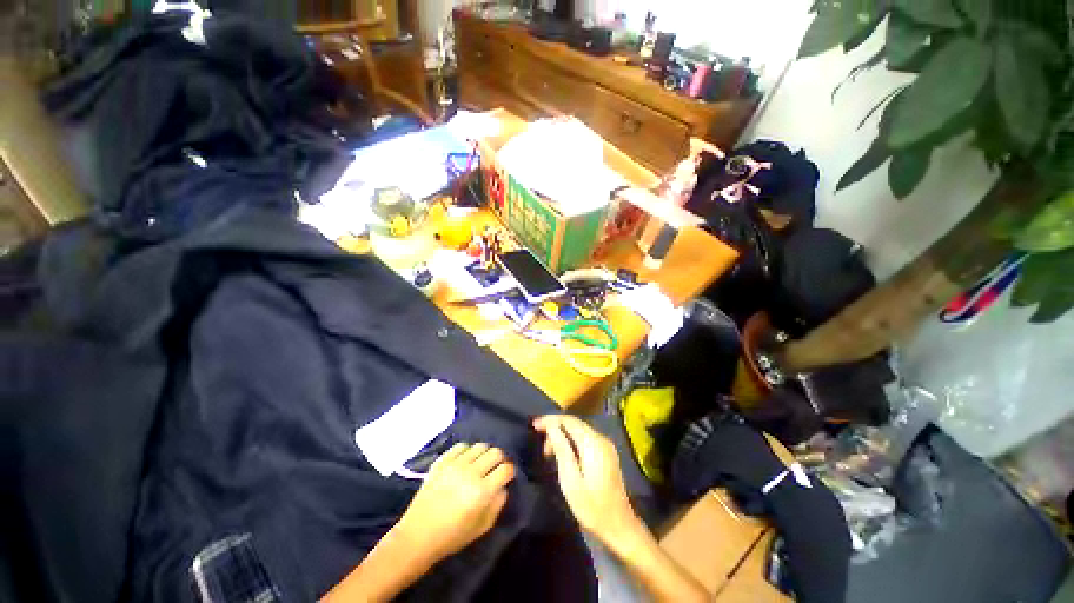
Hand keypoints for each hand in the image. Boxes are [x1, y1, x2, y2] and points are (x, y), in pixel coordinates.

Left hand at [396, 443, 514, 561]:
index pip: (506, 468)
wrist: (417, 536)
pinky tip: (465, 462)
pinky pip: (461, 446)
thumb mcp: (482, 527)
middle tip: (495, 469)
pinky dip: (467, 451)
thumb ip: (498, 504)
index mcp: (482, 491)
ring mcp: (455, 465)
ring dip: (484, 454)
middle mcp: (471, 473)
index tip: (507, 476)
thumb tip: (503, 486)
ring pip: (480, 446)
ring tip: (480, 464)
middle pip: (495, 452)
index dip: (510, 471)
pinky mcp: (442, 461)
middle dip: (499, 460)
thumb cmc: (452, 536)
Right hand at [533, 415, 636, 542]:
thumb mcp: (570, 480)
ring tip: (549, 452)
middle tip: (540, 442)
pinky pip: (585, 438)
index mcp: (593, 443)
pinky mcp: (606, 453)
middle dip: (555, 427)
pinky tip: (563, 454)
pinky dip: (572, 441)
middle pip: (575, 423)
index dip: (551, 420)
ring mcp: (606, 446)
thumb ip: (561, 449)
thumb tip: (551, 427)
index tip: (534, 425)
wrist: (619, 526)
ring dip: (563, 435)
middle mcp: (601, 439)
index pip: (569, 421)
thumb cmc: (591, 507)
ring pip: (580, 430)